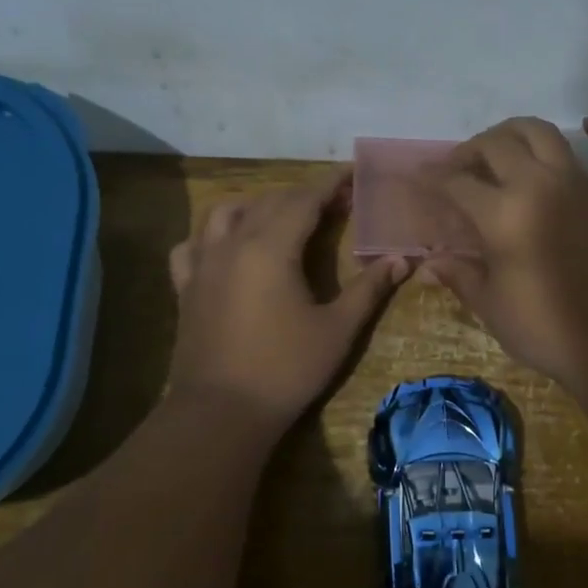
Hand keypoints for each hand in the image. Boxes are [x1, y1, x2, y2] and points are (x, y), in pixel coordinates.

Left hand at [168, 170, 409, 430]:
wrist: (220, 412)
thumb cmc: (285, 370)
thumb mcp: (337, 330)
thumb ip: (369, 289)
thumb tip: (401, 259)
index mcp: (271, 248)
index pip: (304, 200)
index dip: (330, 185)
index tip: (351, 175)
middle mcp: (233, 244)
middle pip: (268, 201)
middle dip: (302, 195)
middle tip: (333, 203)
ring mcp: (203, 264)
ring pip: (224, 213)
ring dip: (256, 205)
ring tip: (279, 217)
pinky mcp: (186, 287)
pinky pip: (192, 245)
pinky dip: (211, 235)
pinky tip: (224, 246)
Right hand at [424, 116, 587, 393]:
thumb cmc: (549, 331)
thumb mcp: (492, 308)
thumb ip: (460, 277)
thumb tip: (428, 265)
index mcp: (502, 214)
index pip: (456, 184)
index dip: (434, 179)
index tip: (422, 178)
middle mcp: (540, 185)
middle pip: (496, 146)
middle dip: (470, 151)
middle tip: (461, 169)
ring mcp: (584, 186)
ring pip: (546, 134)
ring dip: (518, 132)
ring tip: (505, 146)